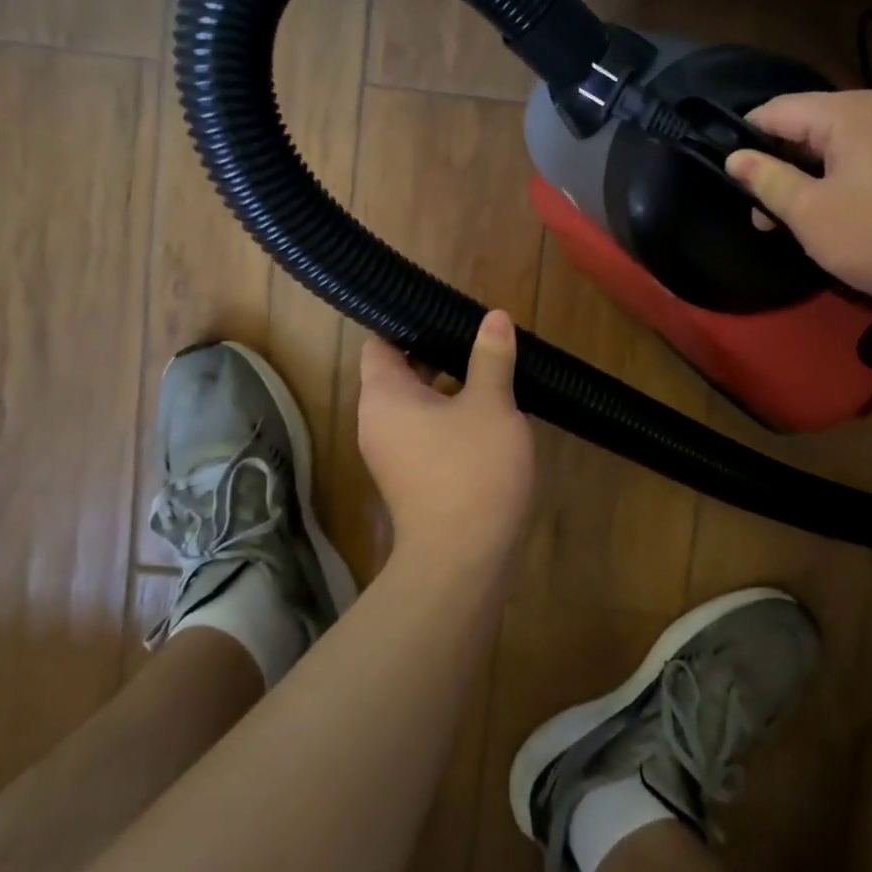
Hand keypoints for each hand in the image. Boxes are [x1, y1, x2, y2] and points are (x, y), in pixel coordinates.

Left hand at [357, 310, 535, 565]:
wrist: (463, 559)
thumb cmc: (472, 470)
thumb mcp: (491, 405)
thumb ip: (490, 357)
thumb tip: (493, 317)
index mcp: (384, 396)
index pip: (380, 343)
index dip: (406, 323)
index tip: (442, 312)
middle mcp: (378, 422)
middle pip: (400, 372)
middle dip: (438, 353)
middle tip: (477, 336)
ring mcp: (393, 453)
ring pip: (417, 404)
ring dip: (450, 386)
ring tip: (490, 368)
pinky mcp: (412, 478)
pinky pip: (426, 431)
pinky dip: (451, 416)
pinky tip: (490, 412)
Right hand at [724, 89, 871, 316]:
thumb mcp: (810, 212)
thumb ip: (768, 180)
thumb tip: (735, 158)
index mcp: (848, 111)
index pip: (777, 110)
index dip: (745, 138)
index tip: (728, 175)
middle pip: (810, 126)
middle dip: (779, 165)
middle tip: (762, 215)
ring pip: (840, 145)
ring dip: (810, 177)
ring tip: (797, 222)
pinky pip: (869, 158)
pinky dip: (843, 180)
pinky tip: (841, 217)